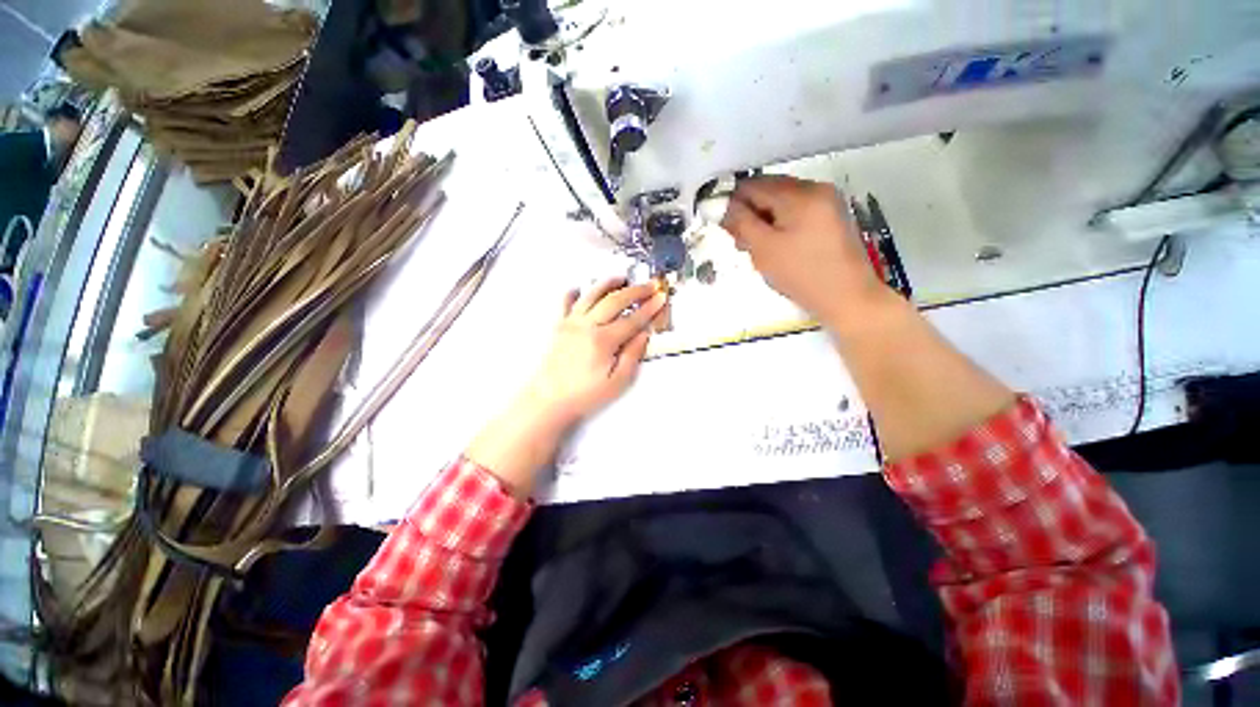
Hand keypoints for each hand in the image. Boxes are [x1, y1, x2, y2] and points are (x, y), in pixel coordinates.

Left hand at [521, 278, 665, 425]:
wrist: (549, 400)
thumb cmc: (584, 395)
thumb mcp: (617, 382)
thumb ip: (632, 355)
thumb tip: (644, 334)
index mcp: (603, 341)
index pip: (632, 319)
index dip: (649, 307)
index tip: (661, 298)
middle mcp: (586, 326)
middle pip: (614, 300)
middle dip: (635, 290)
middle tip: (650, 286)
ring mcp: (571, 323)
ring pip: (591, 295)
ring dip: (608, 283)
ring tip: (622, 278)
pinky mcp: (559, 326)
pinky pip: (565, 302)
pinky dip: (574, 292)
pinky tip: (580, 288)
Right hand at [721, 176, 884, 326]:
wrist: (848, 298)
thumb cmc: (802, 274)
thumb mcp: (764, 249)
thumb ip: (741, 223)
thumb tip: (725, 205)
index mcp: (800, 194)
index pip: (754, 185)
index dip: (733, 203)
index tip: (724, 226)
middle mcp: (816, 188)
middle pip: (769, 191)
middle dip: (750, 213)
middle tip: (741, 243)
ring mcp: (827, 202)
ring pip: (782, 202)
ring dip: (764, 220)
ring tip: (758, 249)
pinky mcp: (831, 217)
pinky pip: (796, 212)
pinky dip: (780, 224)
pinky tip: (776, 246)